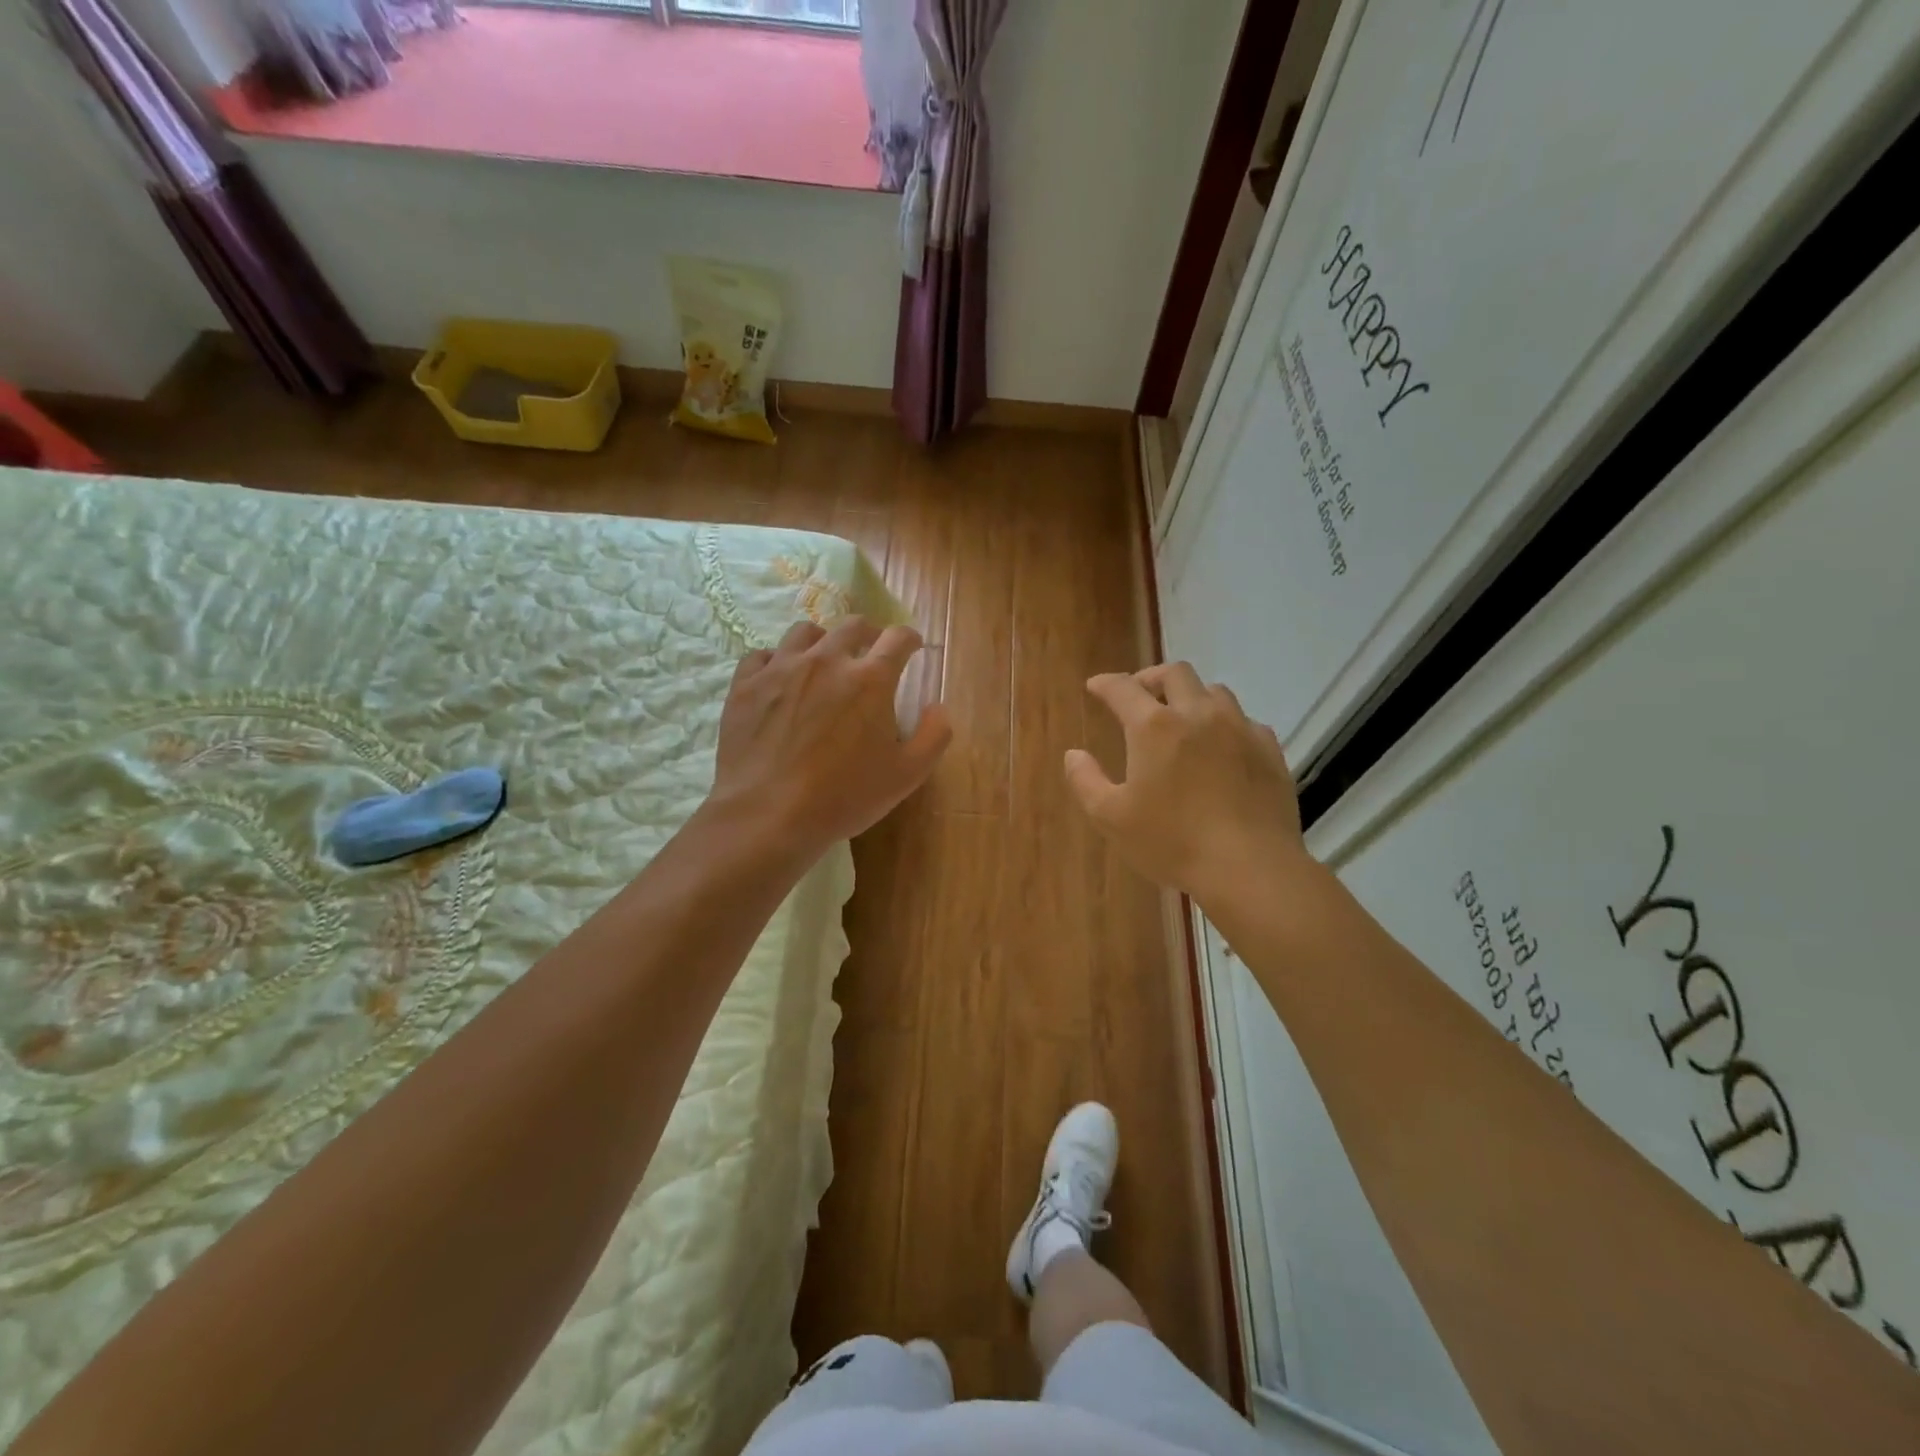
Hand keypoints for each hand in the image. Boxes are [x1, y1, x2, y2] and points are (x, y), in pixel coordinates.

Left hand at [710, 617, 950, 855]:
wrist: (768, 815)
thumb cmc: (844, 797)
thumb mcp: (907, 775)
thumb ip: (934, 735)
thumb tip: (937, 707)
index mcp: (870, 679)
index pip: (898, 638)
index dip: (909, 639)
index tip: (911, 647)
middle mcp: (826, 660)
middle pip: (852, 625)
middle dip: (868, 633)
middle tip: (870, 651)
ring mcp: (781, 668)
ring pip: (804, 632)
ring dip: (822, 640)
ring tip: (823, 660)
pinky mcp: (746, 684)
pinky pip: (761, 655)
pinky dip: (776, 661)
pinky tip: (779, 679)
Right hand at [1065, 663, 1311, 906]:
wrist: (1250, 867)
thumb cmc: (1172, 842)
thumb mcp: (1111, 818)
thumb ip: (1085, 781)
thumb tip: (1074, 754)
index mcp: (1154, 727)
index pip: (1123, 688)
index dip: (1106, 684)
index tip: (1096, 686)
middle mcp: (1198, 714)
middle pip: (1175, 673)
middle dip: (1151, 678)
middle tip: (1139, 695)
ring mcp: (1239, 728)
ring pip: (1214, 691)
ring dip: (1191, 696)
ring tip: (1182, 718)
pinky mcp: (1269, 749)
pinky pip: (1244, 721)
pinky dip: (1225, 724)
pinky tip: (1221, 747)